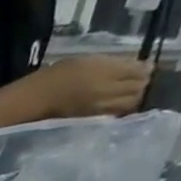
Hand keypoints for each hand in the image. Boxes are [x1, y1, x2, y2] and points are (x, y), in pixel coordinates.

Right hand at [33, 54, 151, 116]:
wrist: (35, 100)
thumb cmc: (58, 75)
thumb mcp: (87, 60)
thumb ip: (114, 63)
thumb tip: (140, 66)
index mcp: (108, 71)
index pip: (140, 70)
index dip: (145, 68)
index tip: (145, 66)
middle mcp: (109, 90)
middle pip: (139, 88)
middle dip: (142, 83)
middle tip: (139, 80)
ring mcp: (102, 107)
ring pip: (130, 102)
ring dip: (133, 97)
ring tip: (128, 93)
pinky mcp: (94, 120)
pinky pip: (117, 113)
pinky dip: (122, 108)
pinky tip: (117, 105)